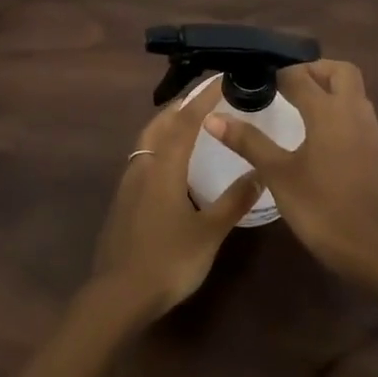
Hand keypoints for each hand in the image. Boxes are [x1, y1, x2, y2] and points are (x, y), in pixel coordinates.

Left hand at [92, 81, 263, 318]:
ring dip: (166, 125)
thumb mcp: (209, 233)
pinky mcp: (121, 202)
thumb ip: (233, 201)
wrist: (119, 295)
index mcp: (164, 169)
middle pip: (158, 125)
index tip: (219, 81)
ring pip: (146, 142)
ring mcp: (128, 185)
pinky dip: (158, 147)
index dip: (203, 99)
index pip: (185, 123)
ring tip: (187, 122)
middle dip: (179, 106)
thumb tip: (258, 173)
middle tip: (201, 96)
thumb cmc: (169, 261)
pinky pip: (141, 160)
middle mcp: (142, 168)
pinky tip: (169, 163)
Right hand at [202, 60, 377, 277]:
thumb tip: (212, 118)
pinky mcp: (374, 149)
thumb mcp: (276, 172)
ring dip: (329, 87)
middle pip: (340, 72)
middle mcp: (353, 112)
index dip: (277, 73)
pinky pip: (357, 112)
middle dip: (314, 69)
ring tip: (298, 102)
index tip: (256, 76)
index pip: (300, 76)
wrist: (365, 245)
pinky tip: (318, 130)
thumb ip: (247, 141)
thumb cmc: (317, 206)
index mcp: (328, 112)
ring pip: (353, 91)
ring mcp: (368, 130)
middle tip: (286, 82)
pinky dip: (339, 108)